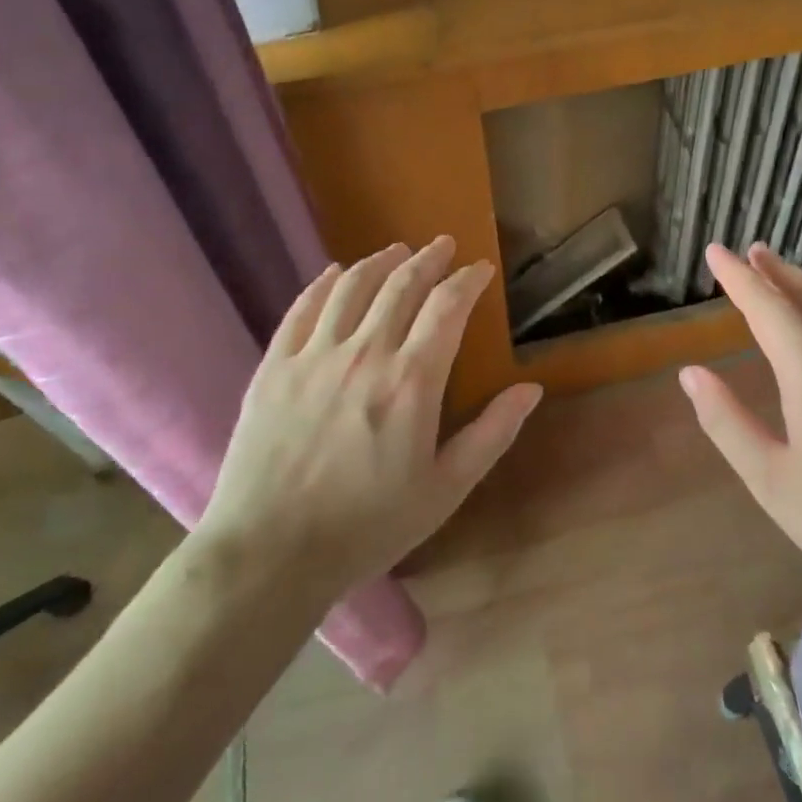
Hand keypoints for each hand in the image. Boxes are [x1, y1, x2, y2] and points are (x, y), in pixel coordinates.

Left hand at [194, 237, 542, 601]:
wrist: (269, 555)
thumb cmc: (368, 526)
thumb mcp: (446, 489)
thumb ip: (492, 434)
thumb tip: (531, 388)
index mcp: (412, 381)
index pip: (447, 307)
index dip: (467, 281)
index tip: (480, 269)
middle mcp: (365, 353)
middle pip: (401, 285)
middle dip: (428, 259)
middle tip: (443, 246)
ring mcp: (314, 356)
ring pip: (352, 287)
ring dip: (380, 261)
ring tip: (397, 250)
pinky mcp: (274, 367)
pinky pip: (302, 309)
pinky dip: (324, 283)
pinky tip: (335, 273)